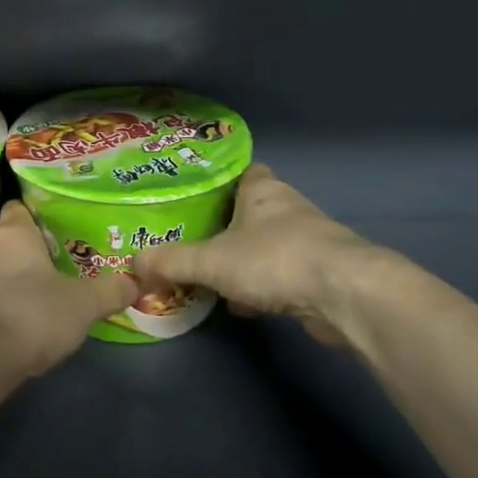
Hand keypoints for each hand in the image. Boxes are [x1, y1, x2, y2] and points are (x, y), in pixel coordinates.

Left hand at [0, 200, 137, 376]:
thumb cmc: (32, 314)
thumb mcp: (83, 304)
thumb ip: (110, 291)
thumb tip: (135, 282)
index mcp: (13, 233)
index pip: (21, 207)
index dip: (40, 213)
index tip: (62, 224)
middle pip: (12, 241)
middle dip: (35, 251)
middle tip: (65, 260)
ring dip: (19, 280)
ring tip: (48, 291)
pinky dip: (5, 305)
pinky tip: (26, 320)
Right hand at [132, 164, 389, 348]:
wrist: (346, 295)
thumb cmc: (275, 260)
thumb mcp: (211, 261)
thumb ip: (171, 262)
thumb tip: (130, 265)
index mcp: (263, 191)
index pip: (244, 172)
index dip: (222, 180)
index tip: (197, 196)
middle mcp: (289, 209)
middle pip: (253, 211)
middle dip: (228, 226)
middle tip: (195, 239)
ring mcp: (311, 242)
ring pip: (269, 245)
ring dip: (246, 260)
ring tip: (211, 275)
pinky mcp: (324, 275)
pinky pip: (283, 275)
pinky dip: (264, 288)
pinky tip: (243, 306)